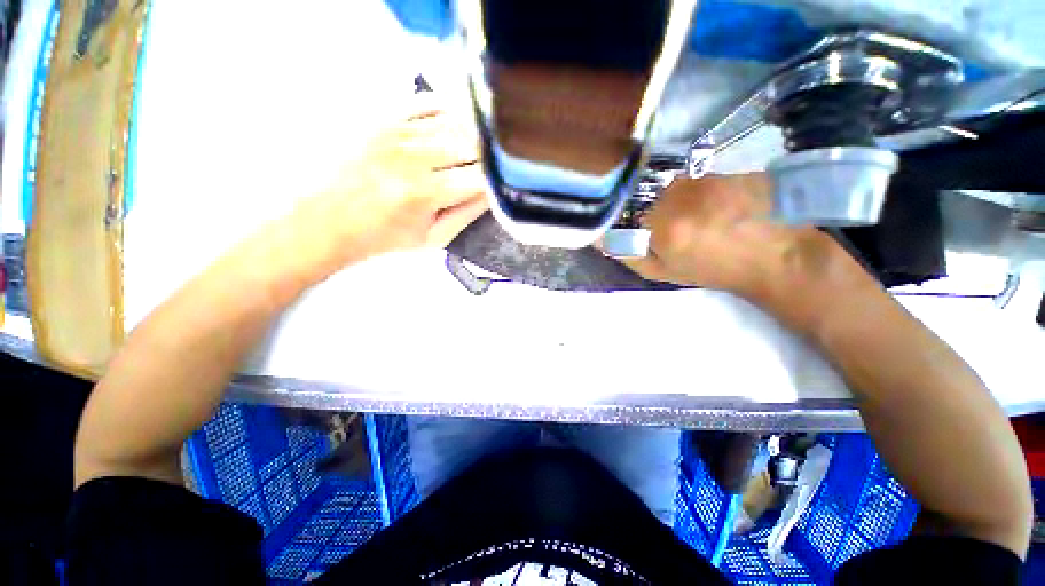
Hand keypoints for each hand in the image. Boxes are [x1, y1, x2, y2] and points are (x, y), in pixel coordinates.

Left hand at [289, 99, 488, 270]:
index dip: (498, 181)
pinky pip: (427, 103)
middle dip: (489, 158)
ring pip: (454, 122)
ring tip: (480, 150)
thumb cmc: (387, 236)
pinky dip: (449, 110)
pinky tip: (457, 124)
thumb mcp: (434, 238)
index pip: (479, 178)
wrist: (331, 220)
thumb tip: (493, 192)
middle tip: (494, 169)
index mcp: (425, 193)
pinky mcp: (384, 120)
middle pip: (471, 145)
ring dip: (474, 136)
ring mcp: (397, 133)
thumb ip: (467, 214)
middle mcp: (413, 157)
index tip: (503, 186)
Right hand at [619, 174, 868, 309]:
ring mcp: (705, 179)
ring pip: (671, 190)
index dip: (642, 231)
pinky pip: (694, 182)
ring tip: (704, 220)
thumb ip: (628, 255)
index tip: (657, 241)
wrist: (778, 255)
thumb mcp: (663, 273)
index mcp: (663, 228)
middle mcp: (680, 196)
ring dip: (678, 204)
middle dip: (659, 216)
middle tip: (682, 232)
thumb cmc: (716, 270)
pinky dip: (698, 194)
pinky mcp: (723, 170)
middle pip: (650, 201)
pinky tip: (718, 207)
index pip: (631, 218)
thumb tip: (599, 238)